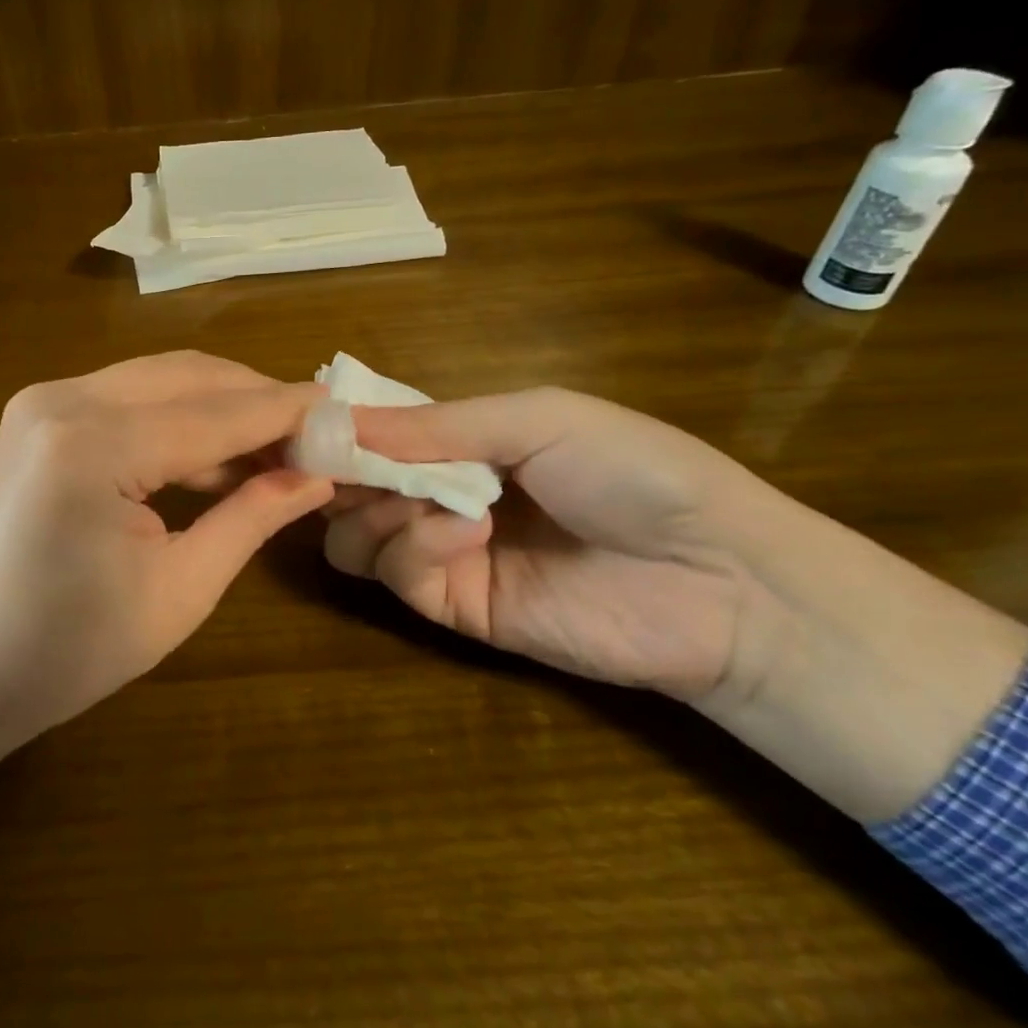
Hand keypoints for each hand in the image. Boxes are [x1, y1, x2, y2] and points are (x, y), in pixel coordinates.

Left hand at [0, 353, 331, 790]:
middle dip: (258, 401)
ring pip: (161, 378)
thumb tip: (318, 477)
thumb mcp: (180, 589)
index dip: (289, 413)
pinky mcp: (39, 414)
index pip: (218, 413)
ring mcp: (44, 400)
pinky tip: (215, 454)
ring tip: (276, 449)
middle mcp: (64, 400)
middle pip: (190, 377)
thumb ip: (252, 517)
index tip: (348, 414)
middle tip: (315, 437)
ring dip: (221, 406)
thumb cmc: (71, 650)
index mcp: (94, 445)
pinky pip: (129, 397)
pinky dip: (178, 417)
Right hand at [323, 387, 770, 699]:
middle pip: (348, 489)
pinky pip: (397, 575)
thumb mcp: (536, 419)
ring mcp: (443, 554)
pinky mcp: (454, 609)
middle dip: (340, 475)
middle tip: (346, 467)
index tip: (307, 426)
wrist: (720, 580)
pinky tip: (466, 531)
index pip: (372, 434)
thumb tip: (336, 421)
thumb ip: (435, 425)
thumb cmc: (634, 471)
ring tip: (422, 501)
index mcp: (459, 442)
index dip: (339, 430)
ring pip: (353, 537)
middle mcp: (437, 495)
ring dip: (374, 512)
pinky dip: (415, 547)